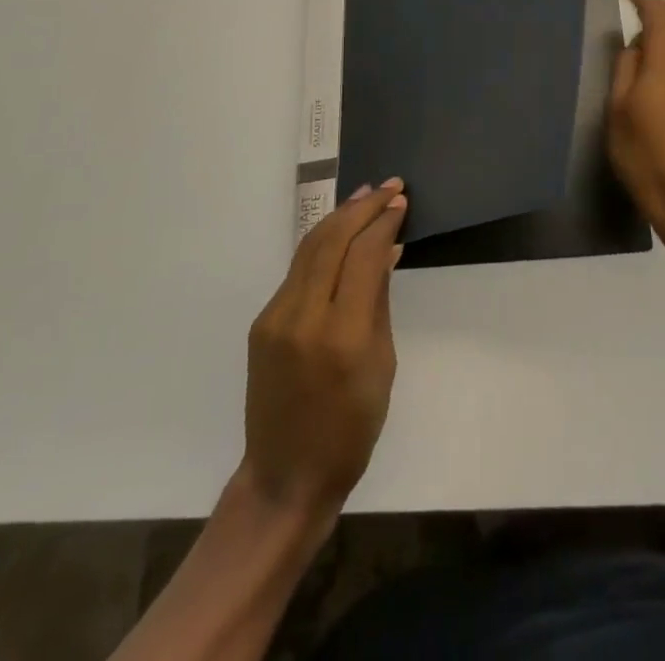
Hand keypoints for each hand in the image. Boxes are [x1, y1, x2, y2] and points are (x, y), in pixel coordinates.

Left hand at [240, 180, 407, 523]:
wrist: (286, 477)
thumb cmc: (351, 430)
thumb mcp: (382, 365)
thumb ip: (379, 301)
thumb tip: (387, 250)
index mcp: (341, 335)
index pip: (364, 256)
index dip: (384, 223)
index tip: (401, 202)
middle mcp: (303, 317)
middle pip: (332, 240)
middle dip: (362, 207)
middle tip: (390, 186)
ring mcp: (276, 317)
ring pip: (310, 247)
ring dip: (340, 216)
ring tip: (367, 195)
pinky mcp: (263, 322)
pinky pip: (298, 270)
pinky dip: (324, 243)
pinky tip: (343, 233)